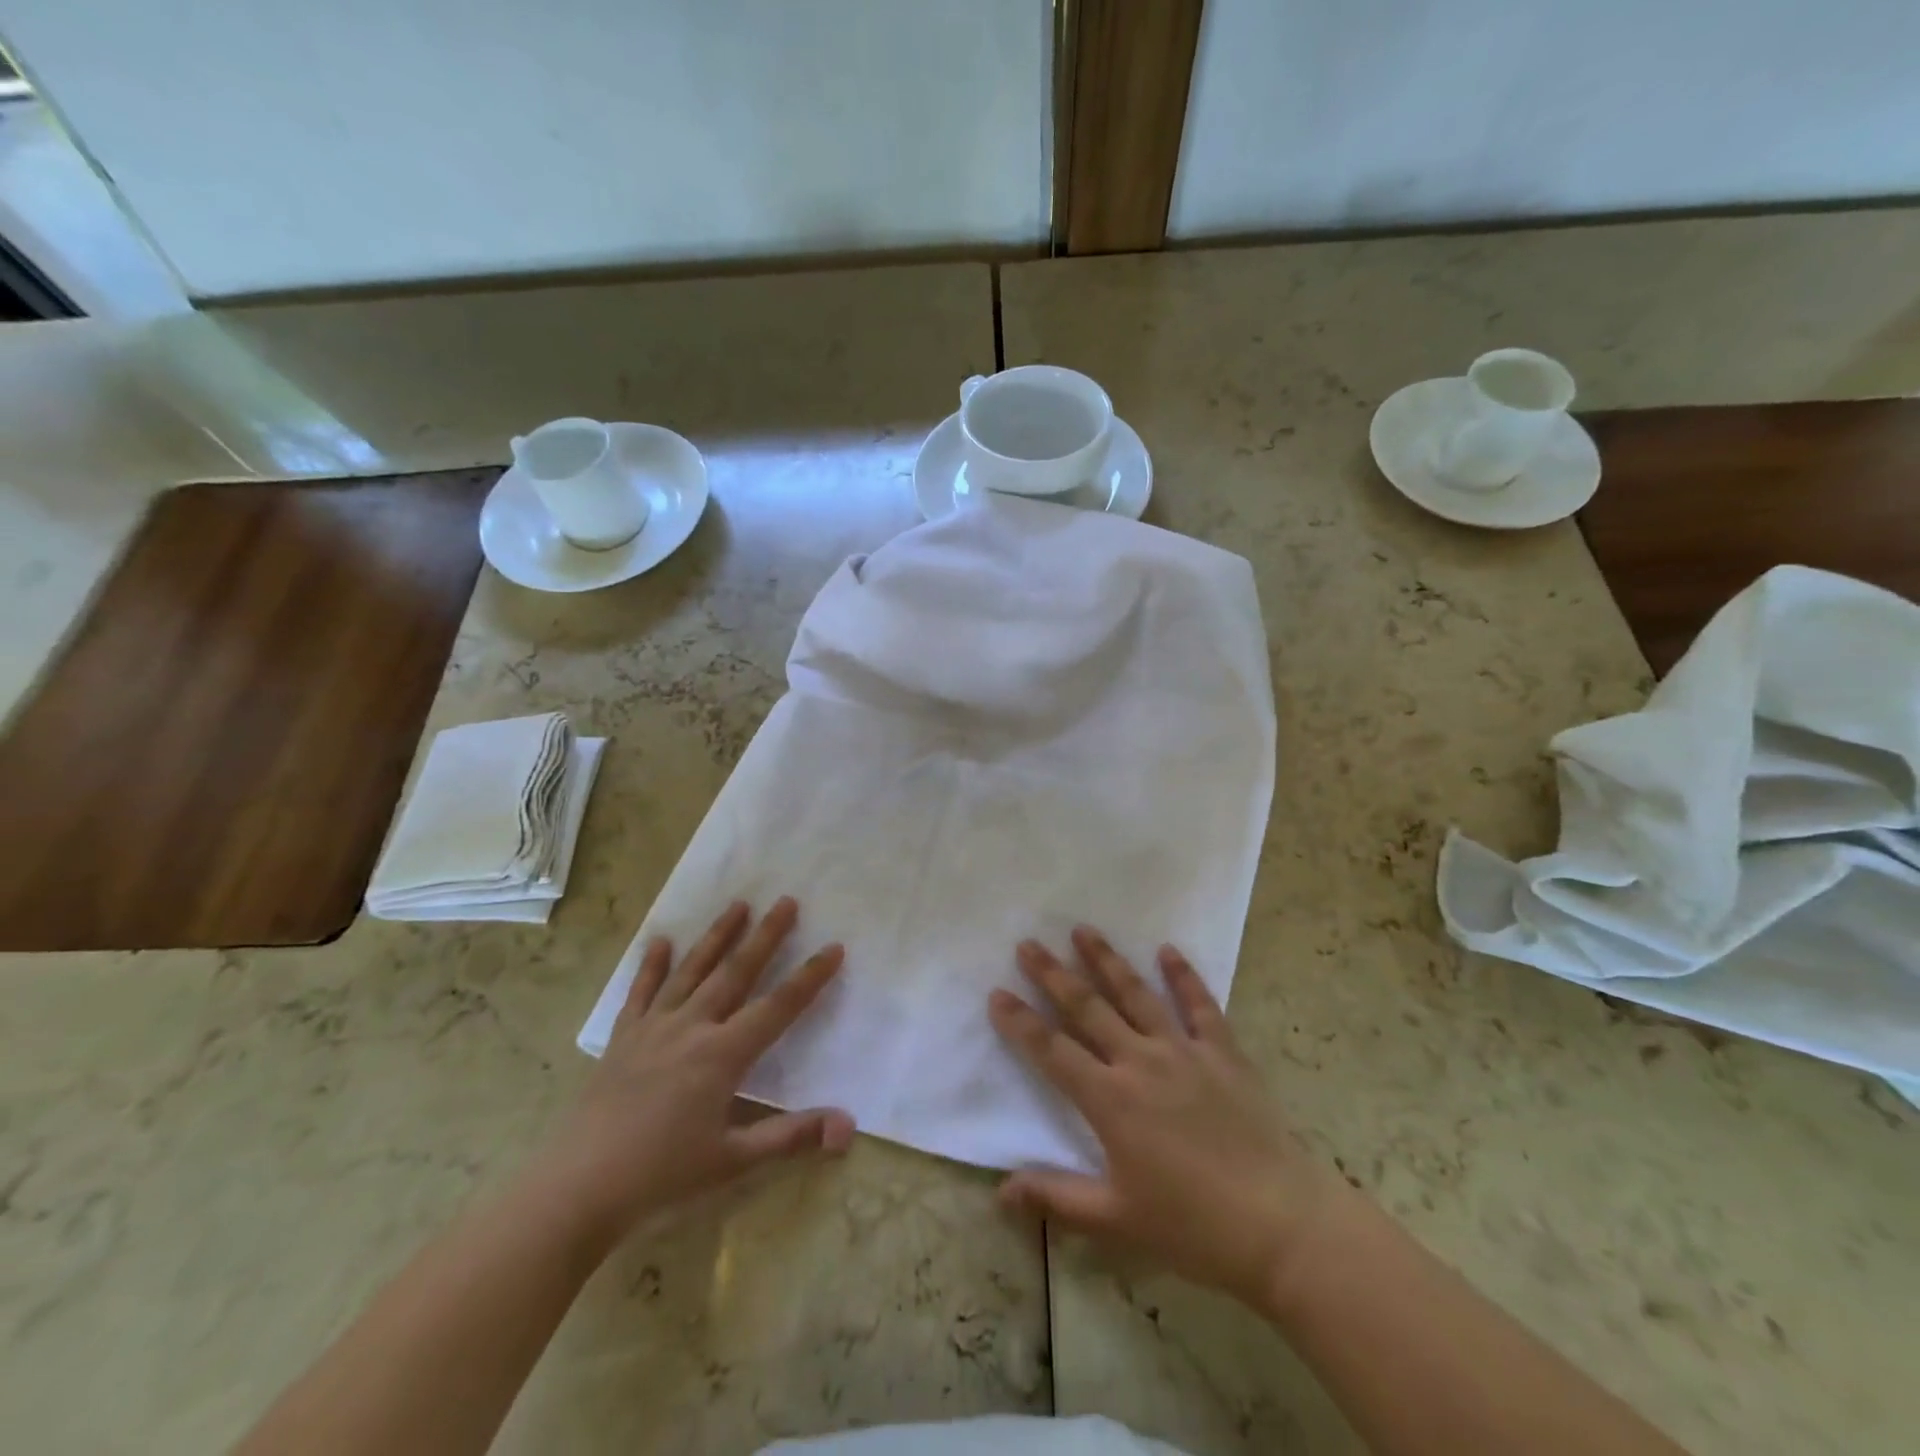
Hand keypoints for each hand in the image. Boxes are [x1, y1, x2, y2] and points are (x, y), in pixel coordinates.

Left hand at [538, 898, 853, 1246]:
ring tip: (737, 904)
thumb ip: (792, 1138)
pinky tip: (660, 941)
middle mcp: (691, 1028)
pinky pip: (641, 992)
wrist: (576, 1189)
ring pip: (692, 971)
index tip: (834, 947)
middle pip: (736, 972)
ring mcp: (653, 1028)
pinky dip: (651, 965)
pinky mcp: (623, 1038)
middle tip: (786, 901)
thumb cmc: (661, 1177)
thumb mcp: (733, 1162)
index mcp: (722, 1055)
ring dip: (717, 936)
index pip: (778, 1007)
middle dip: (765, 936)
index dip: (809, 977)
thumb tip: (849, 1127)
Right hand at [988, 927, 1353, 1310]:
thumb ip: (1055, 1198)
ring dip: (1107, 960)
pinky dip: (1184, 975)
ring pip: (1137, 995)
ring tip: (1083, 930)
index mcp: (1111, 1100)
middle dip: (1054, 974)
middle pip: (1088, 1008)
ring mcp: (1185, 1051)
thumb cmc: (1193, 1226)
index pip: (1053, 1051)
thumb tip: (999, 1190)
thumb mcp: (1116, 1221)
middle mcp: (1141, 1062)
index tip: (997, 993)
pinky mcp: (1223, 1053)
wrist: (1281, 1225)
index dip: (1021, 1022)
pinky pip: (1200, 1005)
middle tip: (1028, 944)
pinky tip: (1168, 949)